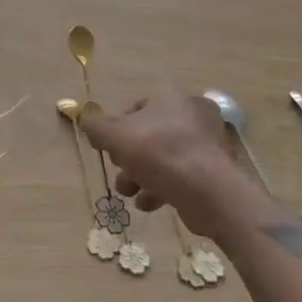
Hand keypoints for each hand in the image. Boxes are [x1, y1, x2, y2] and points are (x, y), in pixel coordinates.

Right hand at [81, 90, 248, 237]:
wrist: (208, 192)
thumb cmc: (159, 153)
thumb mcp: (116, 136)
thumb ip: (97, 127)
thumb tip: (86, 121)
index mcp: (171, 97)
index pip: (137, 108)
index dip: (118, 129)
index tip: (110, 150)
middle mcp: (192, 114)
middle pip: (150, 134)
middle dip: (130, 158)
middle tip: (121, 174)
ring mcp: (207, 143)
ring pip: (164, 157)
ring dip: (142, 175)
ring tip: (131, 194)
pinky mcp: (214, 171)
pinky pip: (181, 175)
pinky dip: (163, 187)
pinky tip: (149, 203)